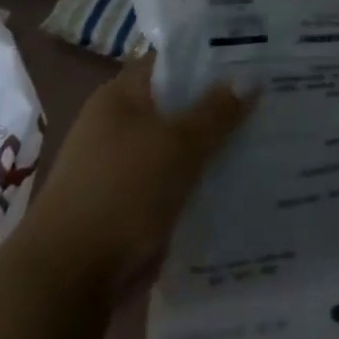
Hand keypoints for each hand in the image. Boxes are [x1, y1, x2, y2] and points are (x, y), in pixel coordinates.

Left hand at [16, 57, 252, 290]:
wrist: (68, 280)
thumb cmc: (122, 192)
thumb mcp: (178, 145)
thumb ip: (216, 111)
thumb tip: (251, 78)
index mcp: (120, 96)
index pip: (171, 62)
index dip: (211, 58)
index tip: (254, 61)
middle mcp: (118, 125)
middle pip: (178, 105)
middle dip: (219, 106)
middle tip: (270, 100)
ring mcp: (122, 167)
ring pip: (179, 147)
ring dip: (213, 148)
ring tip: (266, 141)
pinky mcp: (129, 206)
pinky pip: (174, 183)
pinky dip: (200, 183)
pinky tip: (238, 185)